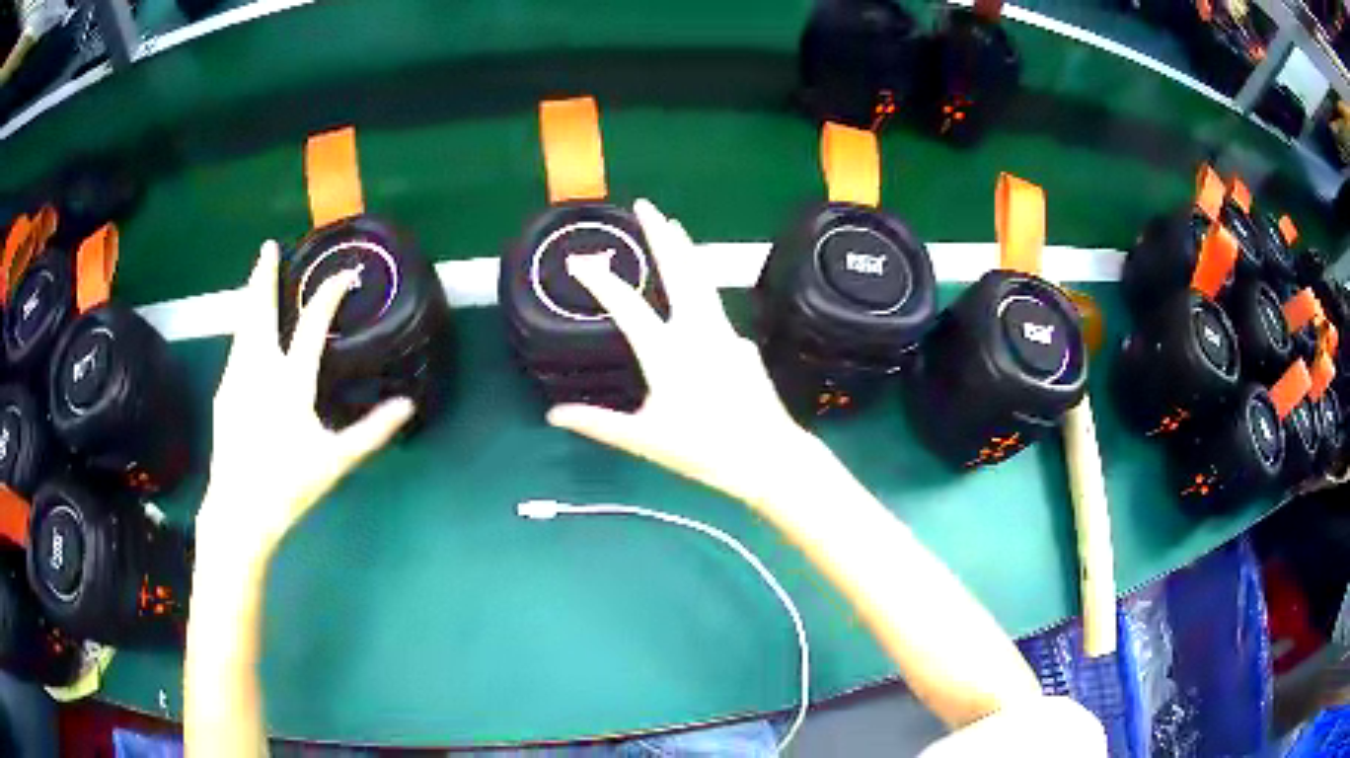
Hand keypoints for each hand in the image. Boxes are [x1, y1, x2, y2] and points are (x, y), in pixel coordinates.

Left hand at [196, 241, 414, 567]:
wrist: (238, 510)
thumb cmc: (288, 485)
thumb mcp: (335, 461)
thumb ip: (371, 432)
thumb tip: (407, 406)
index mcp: (289, 382)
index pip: (311, 326)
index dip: (329, 295)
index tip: (344, 274)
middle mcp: (258, 369)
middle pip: (259, 310)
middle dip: (264, 275)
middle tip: (268, 247)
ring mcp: (236, 378)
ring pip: (243, 325)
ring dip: (251, 297)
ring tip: (256, 277)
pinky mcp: (224, 392)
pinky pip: (236, 348)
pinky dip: (244, 327)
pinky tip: (247, 332)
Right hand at [548, 200, 824, 510]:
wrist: (767, 457)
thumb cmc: (702, 451)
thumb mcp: (642, 439)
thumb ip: (597, 422)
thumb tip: (553, 415)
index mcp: (667, 352)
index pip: (626, 306)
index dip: (599, 280)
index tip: (579, 261)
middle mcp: (698, 332)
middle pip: (678, 270)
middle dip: (659, 234)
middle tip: (645, 205)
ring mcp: (725, 334)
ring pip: (702, 281)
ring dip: (685, 251)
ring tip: (673, 227)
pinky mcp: (742, 344)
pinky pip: (715, 311)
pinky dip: (700, 292)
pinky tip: (695, 299)